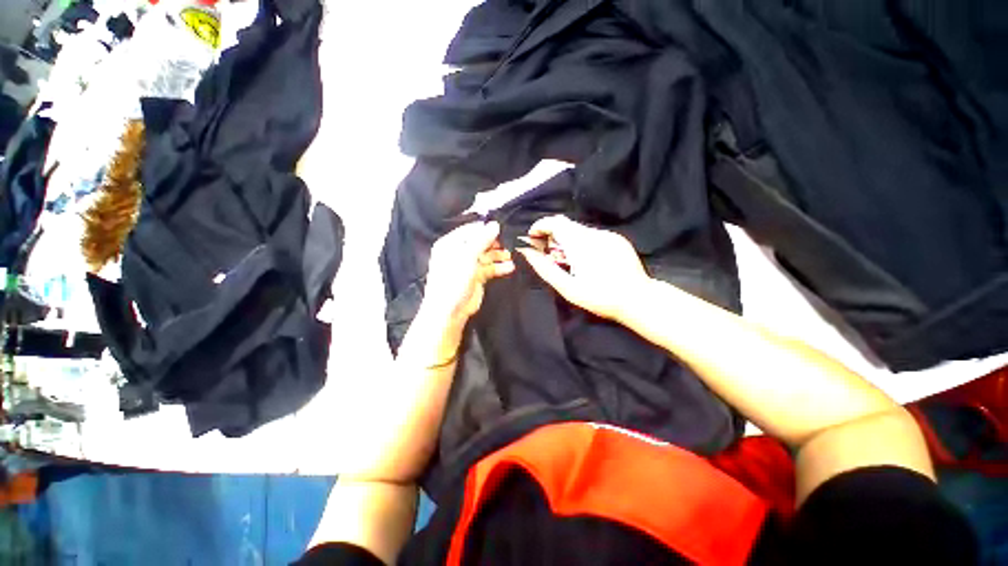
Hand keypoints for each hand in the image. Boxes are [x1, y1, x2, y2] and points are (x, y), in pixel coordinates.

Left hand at [421, 221, 514, 335]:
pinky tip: (509, 267)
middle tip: (507, 243)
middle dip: (494, 243)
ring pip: (487, 255)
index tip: (501, 229)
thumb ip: (482, 239)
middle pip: (480, 242)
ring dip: (499, 255)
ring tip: (510, 256)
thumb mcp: (467, 256)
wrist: (450, 311)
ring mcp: (469, 265)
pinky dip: (499, 267)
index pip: (470, 230)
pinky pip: (490, 268)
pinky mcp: (477, 277)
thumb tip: (495, 224)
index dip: (485, 229)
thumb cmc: (453, 280)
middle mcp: (459, 252)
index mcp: (451, 243)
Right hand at [517, 215, 648, 319]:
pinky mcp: (617, 239)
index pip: (555, 222)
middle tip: (545, 252)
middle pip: (566, 224)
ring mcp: (608, 235)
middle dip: (551, 234)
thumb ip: (545, 268)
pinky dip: (580, 242)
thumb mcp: (568, 288)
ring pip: (579, 230)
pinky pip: (592, 235)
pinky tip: (583, 259)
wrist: (639, 300)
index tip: (532, 237)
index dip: (540, 226)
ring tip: (564, 259)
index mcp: (581, 244)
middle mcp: (595, 234)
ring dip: (566, 239)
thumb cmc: (600, 298)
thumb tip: (527, 252)